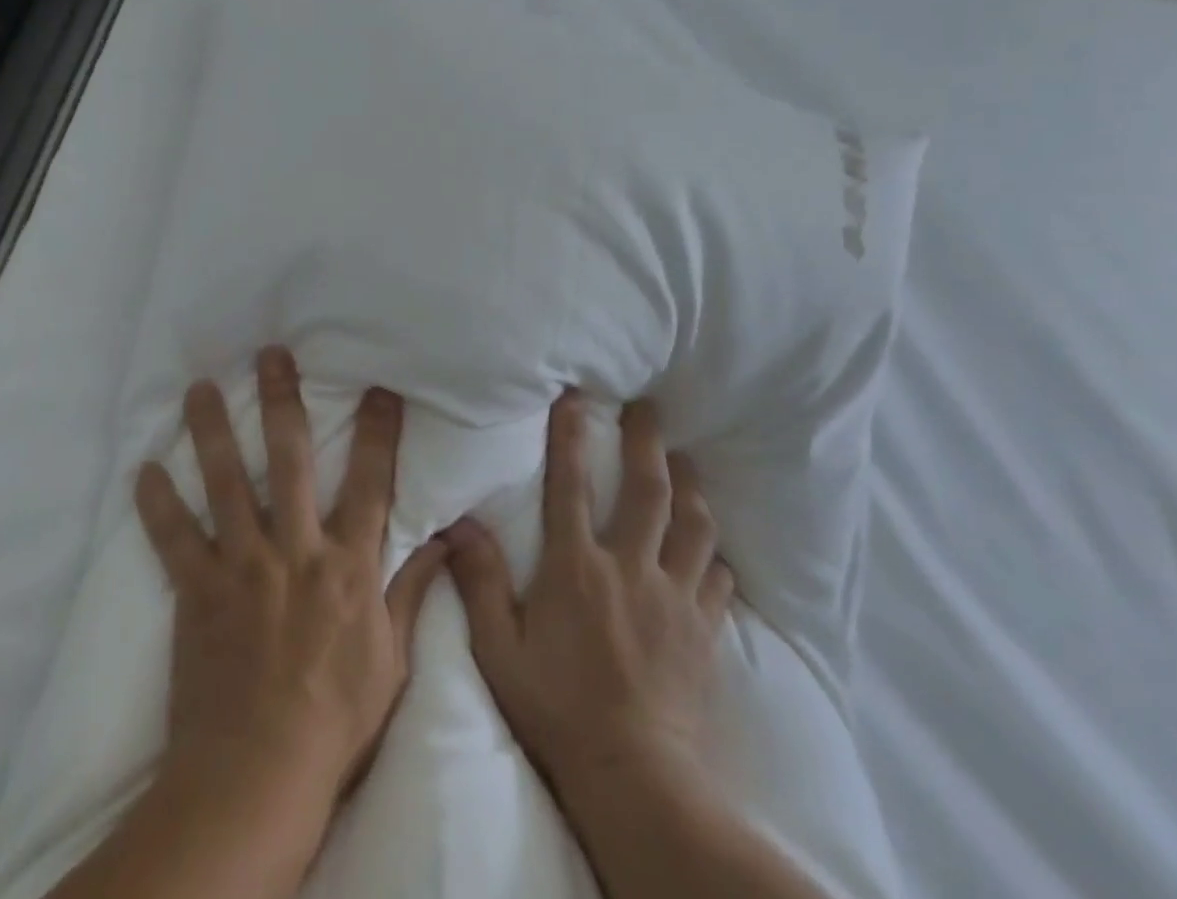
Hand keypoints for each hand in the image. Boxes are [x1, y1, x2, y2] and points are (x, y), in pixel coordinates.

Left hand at [134, 346, 449, 810]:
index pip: (371, 481)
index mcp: (347, 564)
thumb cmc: (335, 720)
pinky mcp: (196, 591)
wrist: (257, 777)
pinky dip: (157, 503)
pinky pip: (173, 538)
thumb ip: (412, 591)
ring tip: (200, 388)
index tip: (379, 387)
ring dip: (211, 431)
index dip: (377, 431)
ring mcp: (241, 565)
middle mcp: (294, 548)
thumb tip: (446, 540)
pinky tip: (143, 469)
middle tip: (272, 355)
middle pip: (290, 458)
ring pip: (225, 481)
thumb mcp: (391, 659)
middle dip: (282, 401)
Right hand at [443, 391, 733, 801]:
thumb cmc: (557, 710)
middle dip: (648, 441)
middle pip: (647, 490)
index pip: (570, 484)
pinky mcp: (702, 630)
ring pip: (693, 525)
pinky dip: (714, 555)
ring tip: (685, 462)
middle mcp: (629, 568)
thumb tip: (458, 524)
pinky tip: (711, 549)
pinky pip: (717, 578)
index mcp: (576, 568)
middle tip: (649, 406)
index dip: (570, 435)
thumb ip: (479, 582)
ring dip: (690, 487)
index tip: (574, 397)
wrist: (635, 778)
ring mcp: (673, 597)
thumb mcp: (500, 650)